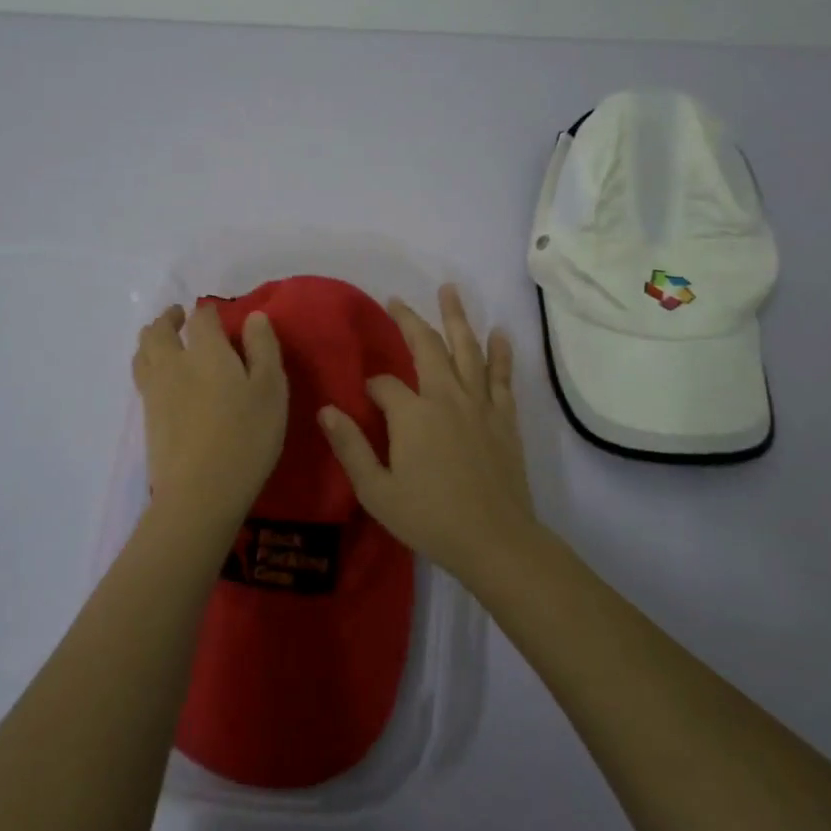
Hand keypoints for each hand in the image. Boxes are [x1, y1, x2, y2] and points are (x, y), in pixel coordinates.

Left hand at [133, 303, 288, 536]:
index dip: (208, 312)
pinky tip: (161, 377)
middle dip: (169, 319)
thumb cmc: (246, 436)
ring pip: (143, 352)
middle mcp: (173, 363)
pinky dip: (148, 364)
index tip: (215, 314)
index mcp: (206, 351)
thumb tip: (254, 317)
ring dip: (152, 339)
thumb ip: (263, 348)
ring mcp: (155, 391)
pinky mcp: (147, 418)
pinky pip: (141, 377)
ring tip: (163, 341)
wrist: (200, 492)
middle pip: (158, 330)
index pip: (201, 317)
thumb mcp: (271, 389)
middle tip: (180, 317)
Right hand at [318, 284, 540, 584]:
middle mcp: (446, 397)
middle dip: (409, 320)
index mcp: (412, 414)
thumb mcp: (376, 491)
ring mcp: (479, 404)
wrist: (495, 540)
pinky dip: (500, 352)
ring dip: (457, 318)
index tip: (366, 399)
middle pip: (427, 347)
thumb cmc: (429, 518)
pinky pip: (502, 376)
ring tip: (449, 290)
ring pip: (467, 349)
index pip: (385, 384)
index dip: (372, 387)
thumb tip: (326, 410)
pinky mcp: (504, 418)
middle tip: (397, 299)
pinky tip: (500, 333)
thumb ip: (350, 447)